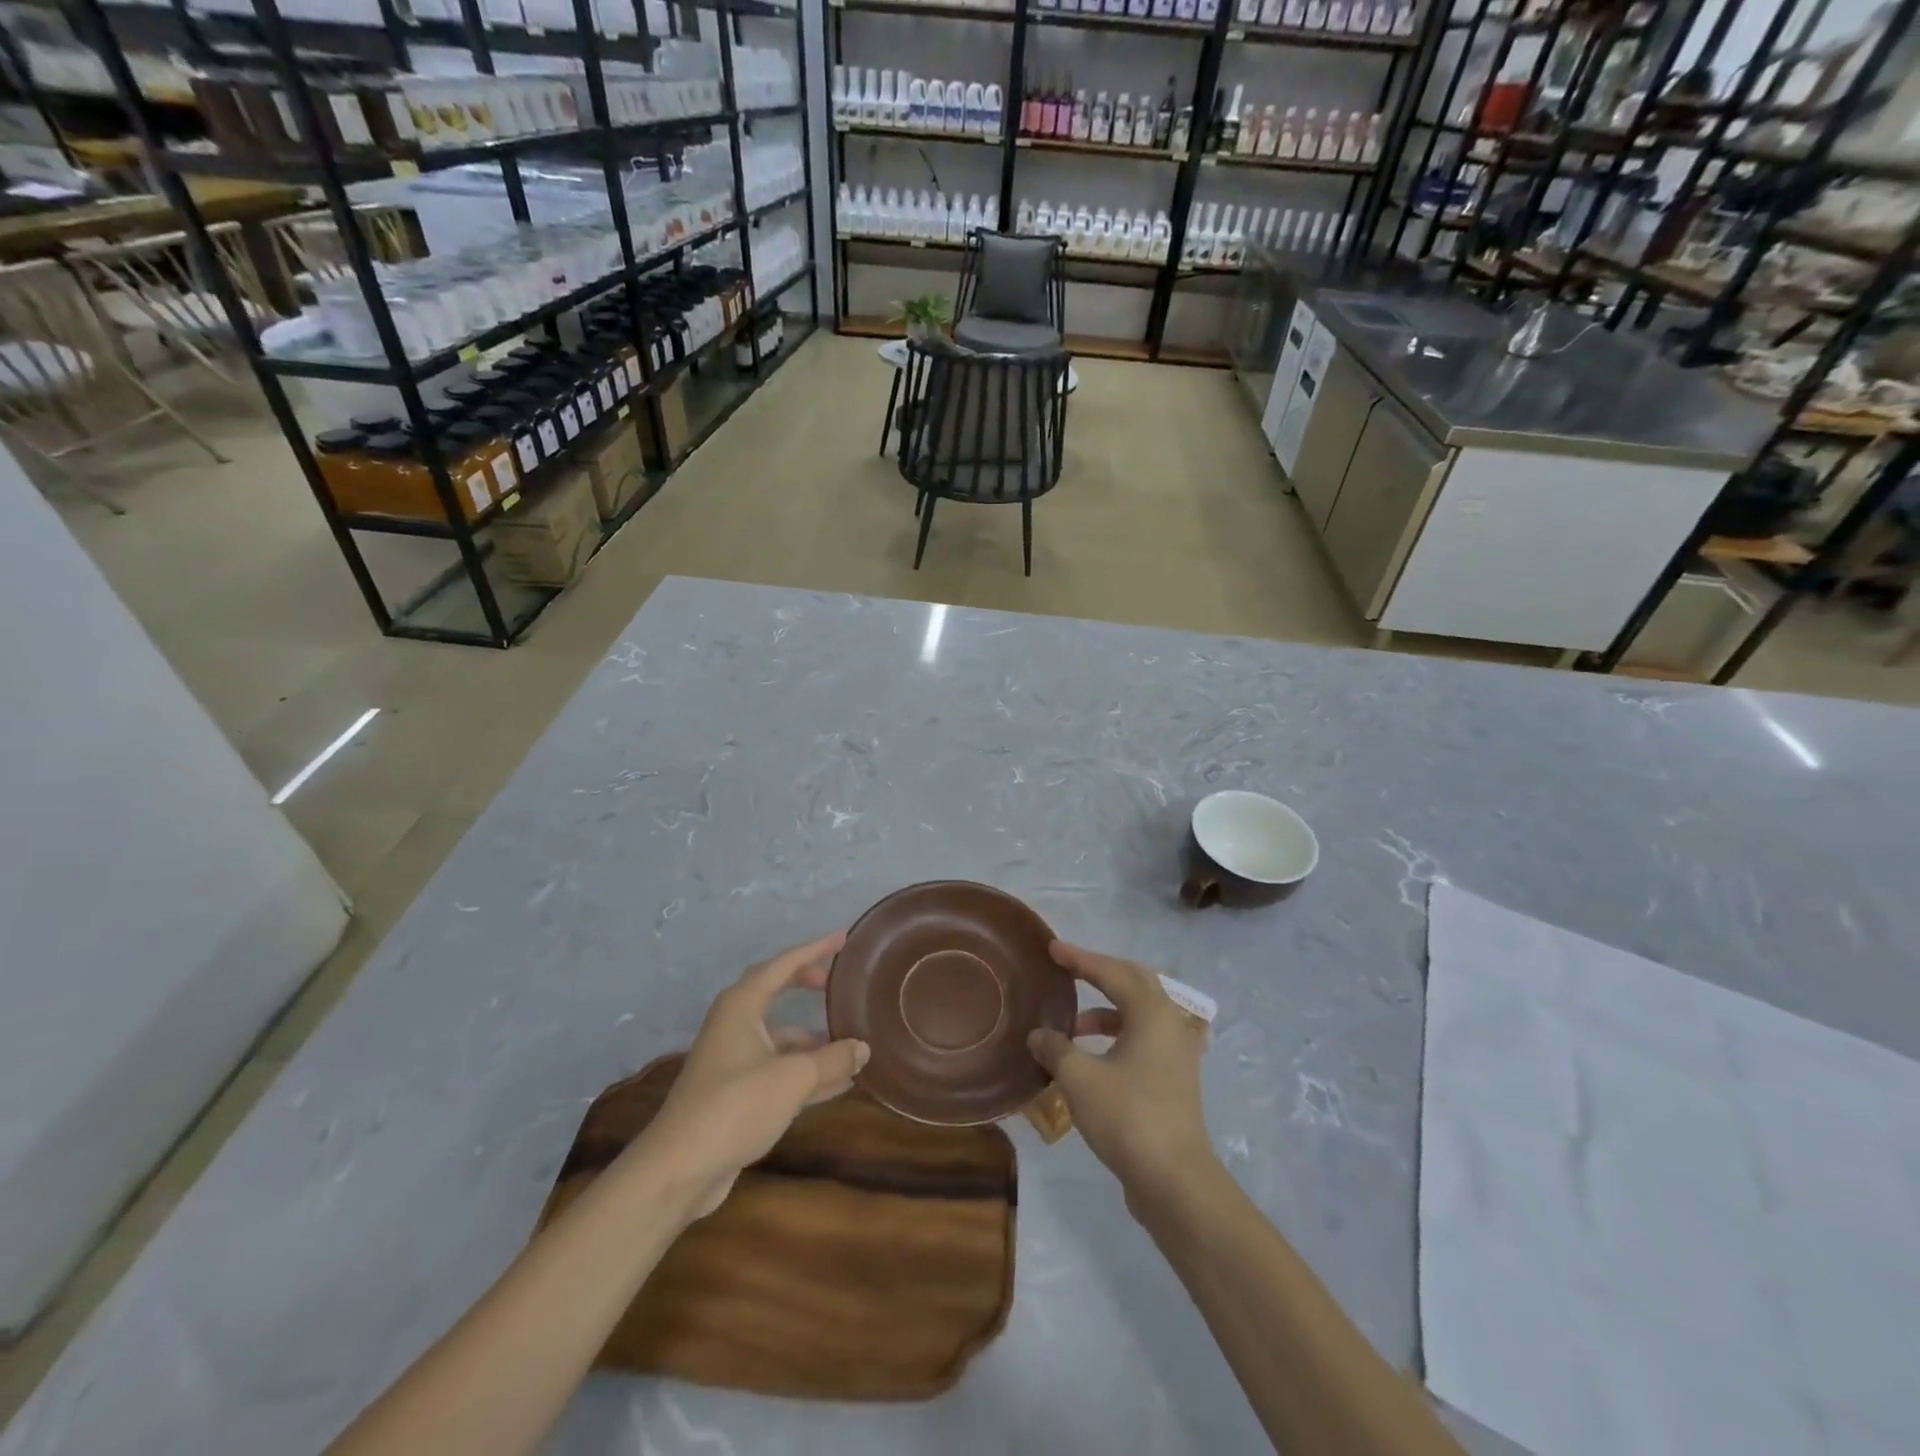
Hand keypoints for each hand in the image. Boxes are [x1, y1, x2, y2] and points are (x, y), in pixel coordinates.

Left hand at [625, 932, 868, 1221]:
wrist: (679, 1169)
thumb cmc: (735, 1106)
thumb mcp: (793, 1078)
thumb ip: (833, 1059)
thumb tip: (863, 1048)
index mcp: (741, 1006)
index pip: (783, 964)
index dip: (814, 949)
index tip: (842, 939)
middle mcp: (734, 1025)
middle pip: (775, 993)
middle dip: (806, 985)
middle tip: (836, 983)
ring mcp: (732, 1060)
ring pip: (779, 1037)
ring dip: (812, 1039)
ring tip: (851, 1044)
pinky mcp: (734, 1093)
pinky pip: (778, 1069)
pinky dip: (806, 1071)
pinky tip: (837, 1084)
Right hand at [1028, 941, 1213, 1211]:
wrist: (1175, 1181)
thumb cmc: (1128, 1118)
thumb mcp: (1079, 1079)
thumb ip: (1056, 1049)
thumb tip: (1039, 1035)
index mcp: (1152, 1013)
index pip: (1112, 972)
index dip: (1080, 958)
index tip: (1052, 948)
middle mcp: (1170, 1024)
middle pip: (1134, 982)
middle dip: (1100, 973)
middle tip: (1068, 969)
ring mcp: (1177, 1053)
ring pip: (1139, 1013)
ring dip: (1105, 1011)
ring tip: (1072, 1026)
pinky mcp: (1174, 1079)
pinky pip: (1143, 1038)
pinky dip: (1116, 1035)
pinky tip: (1092, 1056)